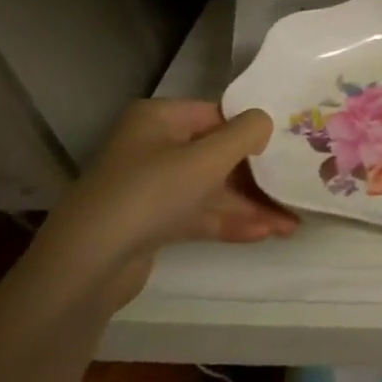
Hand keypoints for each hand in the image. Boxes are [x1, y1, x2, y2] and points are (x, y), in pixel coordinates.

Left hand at [32, 100, 297, 308]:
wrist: (86, 267)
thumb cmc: (151, 193)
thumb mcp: (209, 157)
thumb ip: (247, 132)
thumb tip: (265, 124)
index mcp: (159, 119)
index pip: (218, 115)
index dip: (253, 131)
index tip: (288, 147)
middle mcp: (153, 146)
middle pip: (218, 154)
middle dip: (258, 176)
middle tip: (295, 186)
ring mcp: (150, 187)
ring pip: (212, 188)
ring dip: (250, 204)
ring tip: (291, 222)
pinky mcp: (151, 223)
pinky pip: (199, 214)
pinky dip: (229, 221)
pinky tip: (264, 233)